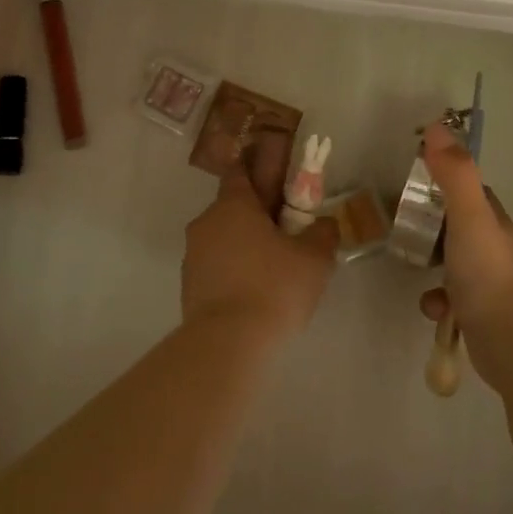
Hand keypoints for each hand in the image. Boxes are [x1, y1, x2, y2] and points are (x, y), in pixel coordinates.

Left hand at [182, 132, 338, 343]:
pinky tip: (255, 292)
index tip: (276, 180)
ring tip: (273, 269)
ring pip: (223, 239)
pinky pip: (216, 267)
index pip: (240, 172)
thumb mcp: (314, 258)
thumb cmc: (274, 287)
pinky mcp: (189, 286)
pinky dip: (233, 271)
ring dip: (244, 245)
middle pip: (232, 208)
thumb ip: (323, 233)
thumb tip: (323, 223)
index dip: (257, 170)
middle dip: (257, 216)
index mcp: (233, 205)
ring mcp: (193, 256)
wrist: (228, 342)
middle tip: (286, 233)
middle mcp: (206, 223)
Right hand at [417, 122, 512, 386]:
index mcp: (492, 220)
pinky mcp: (478, 313)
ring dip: (430, 264)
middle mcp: (493, 247)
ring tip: (413, 265)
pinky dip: (436, 301)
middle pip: (457, 225)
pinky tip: (434, 307)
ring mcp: (488, 282)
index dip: (444, 181)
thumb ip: (454, 173)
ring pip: (452, 263)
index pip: (468, 191)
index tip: (415, 179)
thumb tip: (437, 126)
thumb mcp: (468, 216)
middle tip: (403, 225)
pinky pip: (449, 299)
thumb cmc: (488, 273)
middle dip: (431, 225)